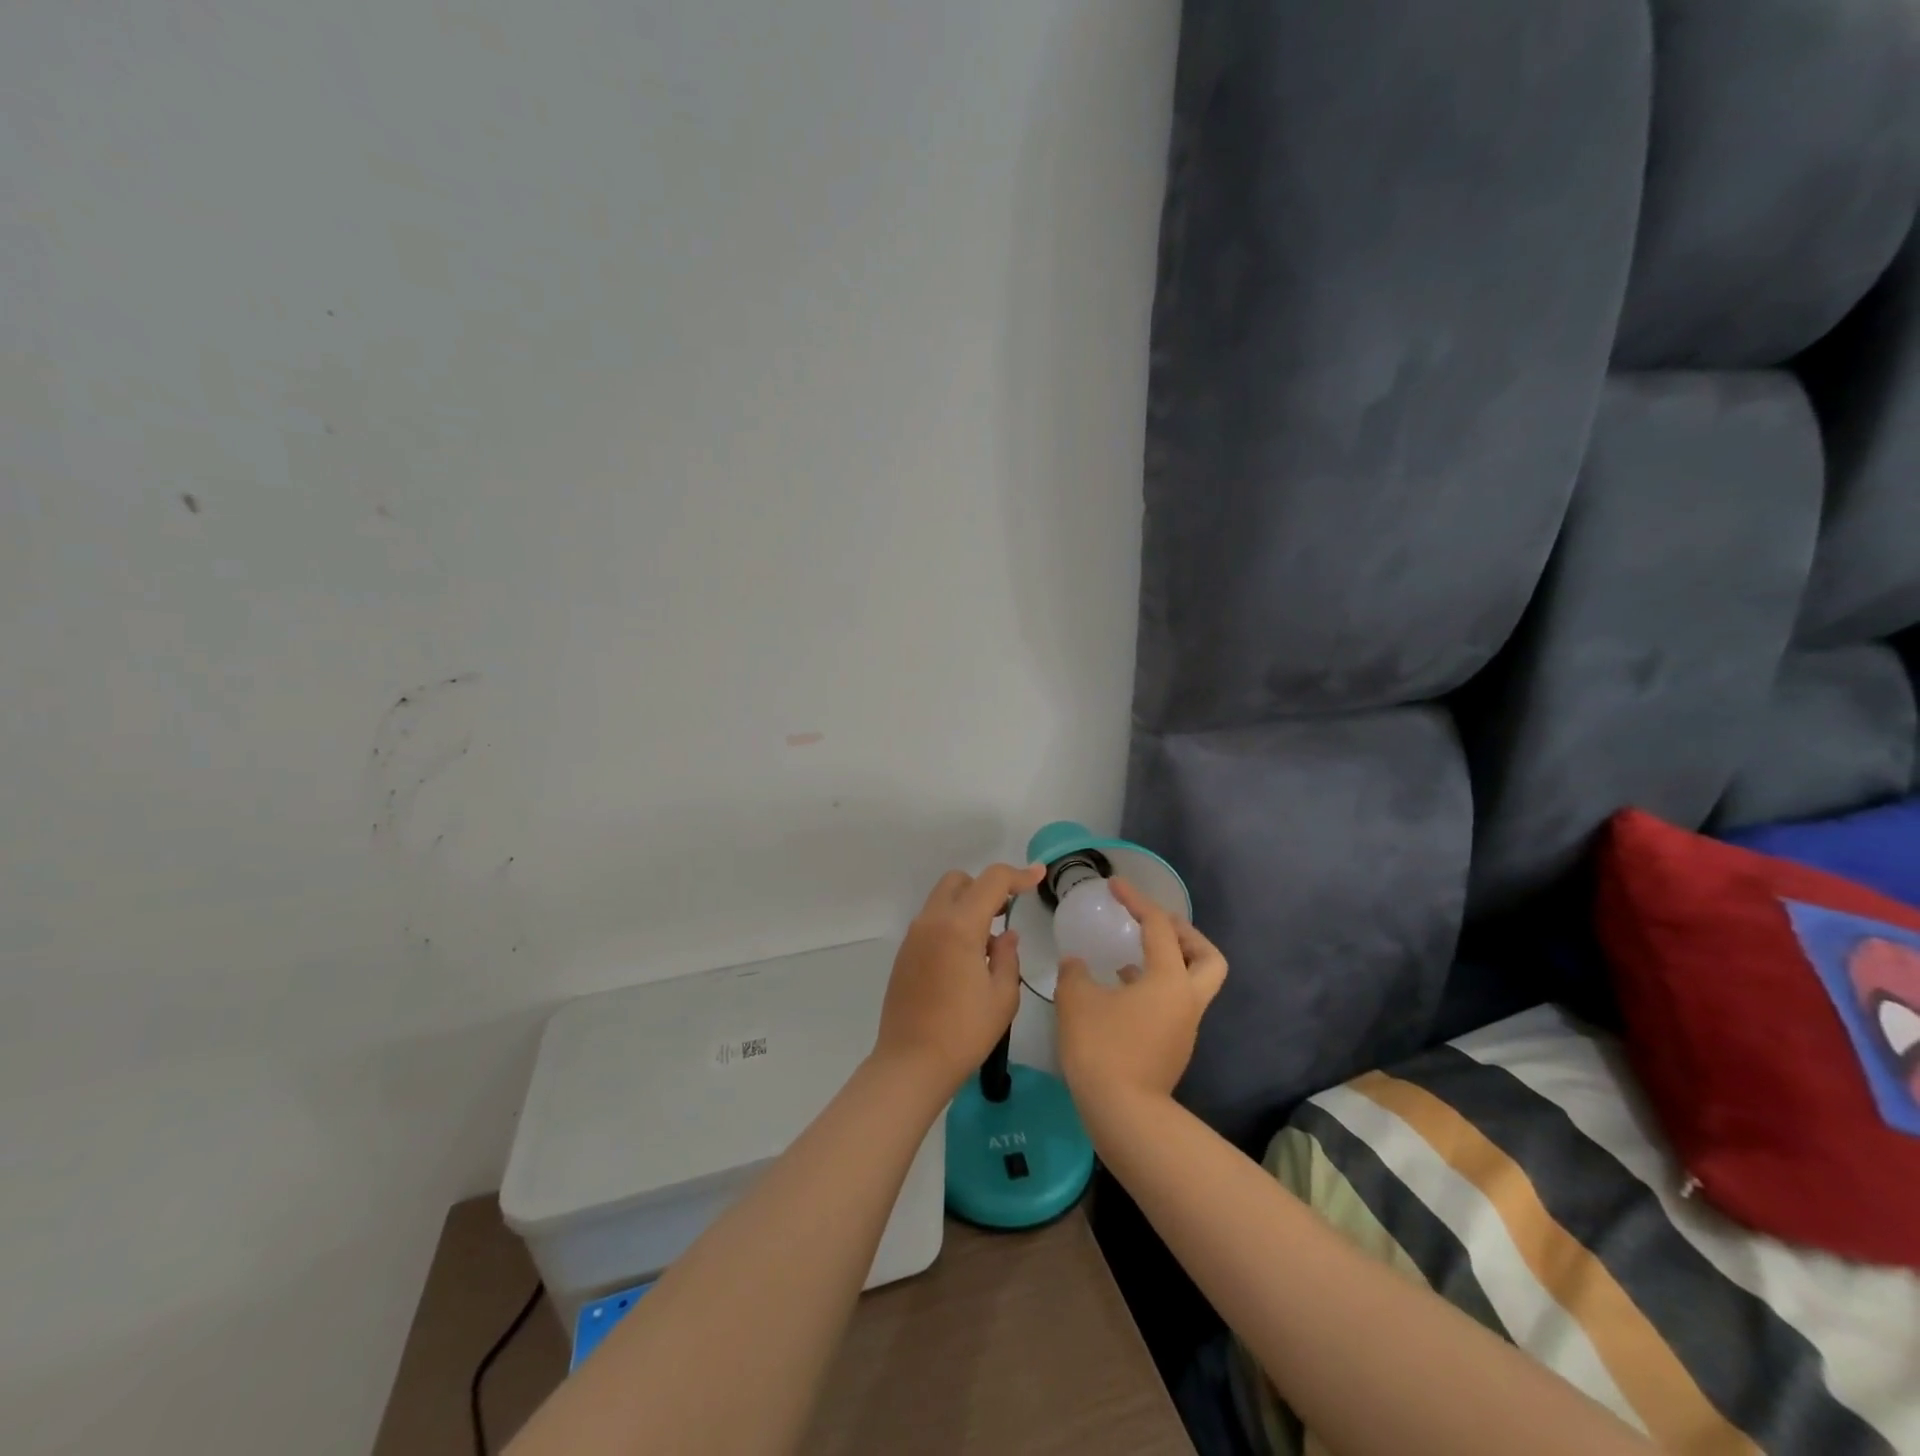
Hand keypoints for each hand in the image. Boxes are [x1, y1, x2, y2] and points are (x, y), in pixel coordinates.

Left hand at [874, 862, 1044, 1094]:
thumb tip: (1005, 936)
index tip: (1038, 876)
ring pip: (942, 899)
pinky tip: (966, 957)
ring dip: (967, 905)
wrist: (911, 1063)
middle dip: (986, 887)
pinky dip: (952, 923)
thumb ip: (1007, 957)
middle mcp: (932, 921)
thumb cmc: (964, 1032)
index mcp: (959, 926)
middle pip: (960, 881)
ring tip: (989, 939)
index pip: (991, 882)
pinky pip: (932, 921)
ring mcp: (914, 936)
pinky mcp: (905, 953)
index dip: (1018, 875)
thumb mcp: (1002, 996)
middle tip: (1007, 912)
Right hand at [1056, 878, 1226, 1113]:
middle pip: (1208, 957)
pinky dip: (1155, 987)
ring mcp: (1184, 1026)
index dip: (1137, 900)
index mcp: (1169, 980)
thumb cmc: (1102, 1048)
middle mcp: (1186, 1000)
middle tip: (1153, 925)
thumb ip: (1075, 973)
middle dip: (1185, 934)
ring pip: (1193, 983)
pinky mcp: (1173, 1047)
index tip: (1115, 885)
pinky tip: (1122, 990)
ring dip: (1169, 962)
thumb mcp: (1077, 1000)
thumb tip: (1076, 964)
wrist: (1123, 1114)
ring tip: (1131, 955)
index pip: (1159, 926)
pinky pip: (1174, 1003)